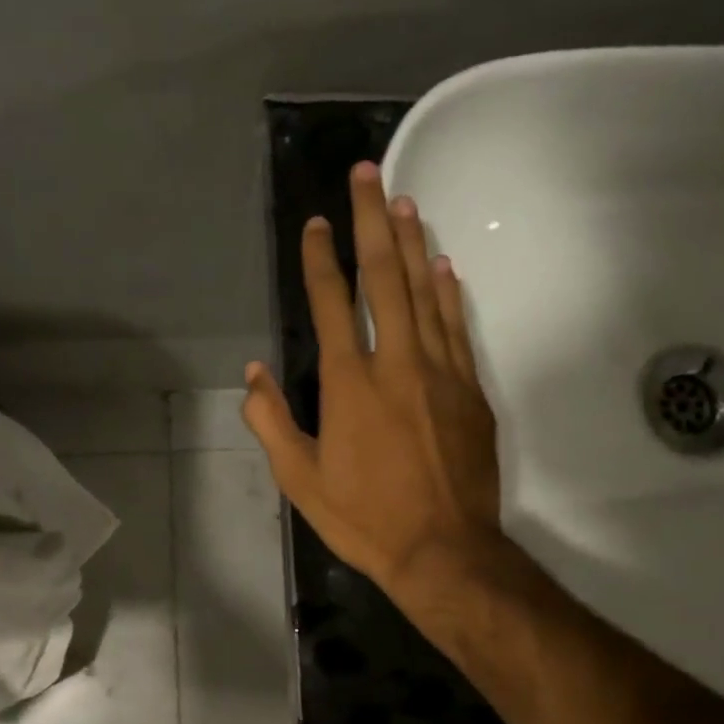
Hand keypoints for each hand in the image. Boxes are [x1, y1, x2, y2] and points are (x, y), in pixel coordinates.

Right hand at [242, 162, 504, 599]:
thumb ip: (272, 422)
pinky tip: (443, 265)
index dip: (319, 258)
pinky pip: (458, 327)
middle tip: (367, 173)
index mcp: (348, 383)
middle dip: (371, 221)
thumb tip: (253, 374)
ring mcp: (440, 372)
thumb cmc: (365, 518)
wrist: (444, 550)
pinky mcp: (470, 390)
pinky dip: (449, 292)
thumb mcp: (300, 481)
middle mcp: (395, 363)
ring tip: (403, 200)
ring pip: (425, 292)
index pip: (330, 303)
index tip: (314, 223)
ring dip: (411, 243)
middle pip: (383, 277)